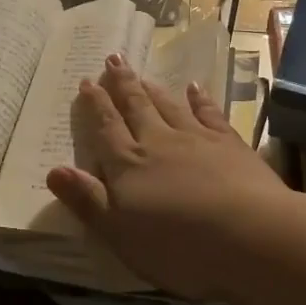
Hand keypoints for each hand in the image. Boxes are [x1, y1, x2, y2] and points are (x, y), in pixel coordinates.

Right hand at [46, 56, 295, 301]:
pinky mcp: (230, 145)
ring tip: (142, 73)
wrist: (252, 237)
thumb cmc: (178, 246)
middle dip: (122, 84)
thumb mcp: (120, 233)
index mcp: (128, 166)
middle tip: (112, 58)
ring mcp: (197, 140)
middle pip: (136, 108)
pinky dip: (200, 99)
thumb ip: (87, 200)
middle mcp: (158, 143)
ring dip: (153, 89)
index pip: (106, 129)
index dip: (95, 105)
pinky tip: (195, 88)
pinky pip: (209, 114)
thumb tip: (53, 170)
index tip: (87, 81)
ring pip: (168, 106)